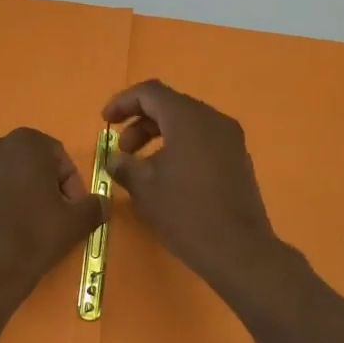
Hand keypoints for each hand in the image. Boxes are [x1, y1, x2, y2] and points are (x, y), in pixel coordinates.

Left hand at [0, 127, 108, 314]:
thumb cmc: (33, 239)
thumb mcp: (76, 223)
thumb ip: (93, 205)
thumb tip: (101, 203)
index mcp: (25, 144)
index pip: (56, 156)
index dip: (70, 183)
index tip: (72, 210)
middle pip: (24, 163)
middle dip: (38, 184)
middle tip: (47, 217)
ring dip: (10, 193)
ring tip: (17, 226)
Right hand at [102, 80, 287, 294]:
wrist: (237, 249)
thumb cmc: (185, 213)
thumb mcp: (144, 188)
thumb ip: (124, 165)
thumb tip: (116, 159)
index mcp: (188, 119)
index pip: (151, 92)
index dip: (123, 102)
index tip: (105, 121)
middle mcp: (213, 120)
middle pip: (171, 105)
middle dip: (140, 122)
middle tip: (123, 150)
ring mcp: (230, 139)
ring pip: (188, 123)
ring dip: (160, 136)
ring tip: (142, 166)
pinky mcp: (238, 159)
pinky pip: (203, 140)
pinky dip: (180, 147)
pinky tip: (169, 176)